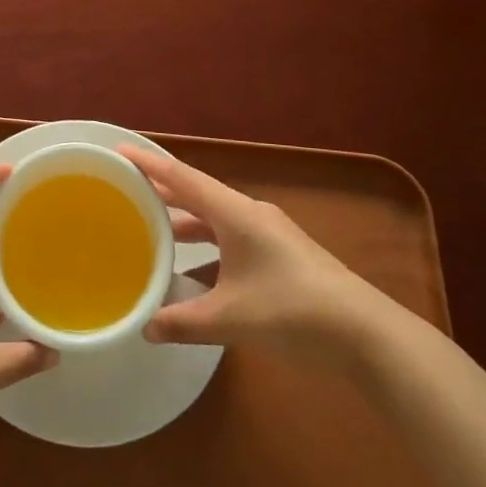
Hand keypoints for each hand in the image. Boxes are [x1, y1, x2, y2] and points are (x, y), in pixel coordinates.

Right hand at [121, 144, 396, 367]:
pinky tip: (195, 269)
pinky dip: (207, 245)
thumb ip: (184, 322)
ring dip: (186, 222)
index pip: (182, 179)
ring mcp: (269, 234)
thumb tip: (145, 328)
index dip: (149, 165)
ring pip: (216, 218)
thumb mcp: (231, 319)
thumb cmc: (293, 312)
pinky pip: (231, 237)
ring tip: (154, 229)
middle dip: (163, 192)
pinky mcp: (281, 254)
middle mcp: (250, 214)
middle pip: (198, 194)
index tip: (119, 152)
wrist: (366, 334)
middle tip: (127, 190)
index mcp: (235, 214)